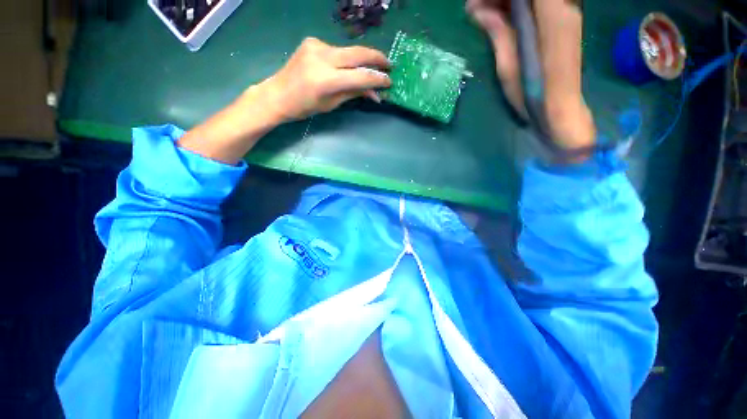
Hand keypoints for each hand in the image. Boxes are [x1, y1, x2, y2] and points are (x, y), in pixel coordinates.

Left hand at [179, 38, 390, 164]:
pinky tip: (345, 67)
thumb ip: (354, 93)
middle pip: (358, 53)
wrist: (278, 94)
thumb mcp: (332, 103)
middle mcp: (322, 57)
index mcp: (326, 79)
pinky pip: (337, 50)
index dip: (377, 79)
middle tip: (389, 64)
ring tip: (369, 69)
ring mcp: (316, 45)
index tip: (389, 81)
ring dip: (360, 60)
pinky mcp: (312, 41)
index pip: (360, 76)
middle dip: (376, 58)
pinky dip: (345, 59)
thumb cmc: (305, 107)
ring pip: (348, 51)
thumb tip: (375, 93)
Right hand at [467, 0, 594, 151]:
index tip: (475, 4)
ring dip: (507, 2)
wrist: (561, 108)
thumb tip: (479, 11)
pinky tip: (500, 17)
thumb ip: (498, 33)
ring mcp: (566, 12)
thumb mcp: (509, 66)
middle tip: (474, 9)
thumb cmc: (532, 94)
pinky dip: (518, 7)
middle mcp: (563, 6)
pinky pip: (538, 5)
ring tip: (482, 14)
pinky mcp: (563, 21)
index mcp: (552, 15)